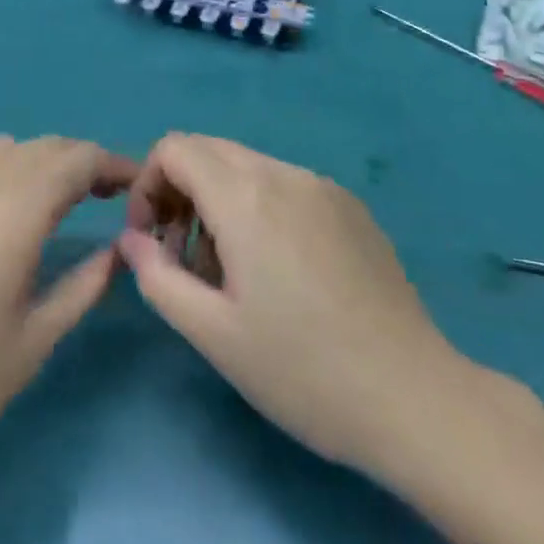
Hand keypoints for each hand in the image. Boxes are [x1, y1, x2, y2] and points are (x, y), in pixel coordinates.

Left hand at [0, 135, 134, 522]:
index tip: (135, 185)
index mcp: (13, 211)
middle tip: (101, 196)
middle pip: (41, 147)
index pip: (77, 158)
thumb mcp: (35, 341)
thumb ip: (86, 283)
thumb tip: (120, 247)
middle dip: (78, 162)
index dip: (113, 163)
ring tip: (48, 205)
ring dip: (34, 164)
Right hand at [119, 133, 463, 479]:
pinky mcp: (351, 206)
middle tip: (183, 257)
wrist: (411, 395)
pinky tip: (280, 272)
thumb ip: (158, 276)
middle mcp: (285, 174)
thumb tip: (132, 240)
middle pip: (211, 151)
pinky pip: (287, 186)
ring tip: (232, 273)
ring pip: (249, 167)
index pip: (176, 148)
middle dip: (181, 192)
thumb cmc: (301, 370)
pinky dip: (261, 208)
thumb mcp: (213, 333)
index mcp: (247, 197)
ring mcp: (324, 186)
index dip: (148, 185)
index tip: (152, 241)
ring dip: (221, 202)